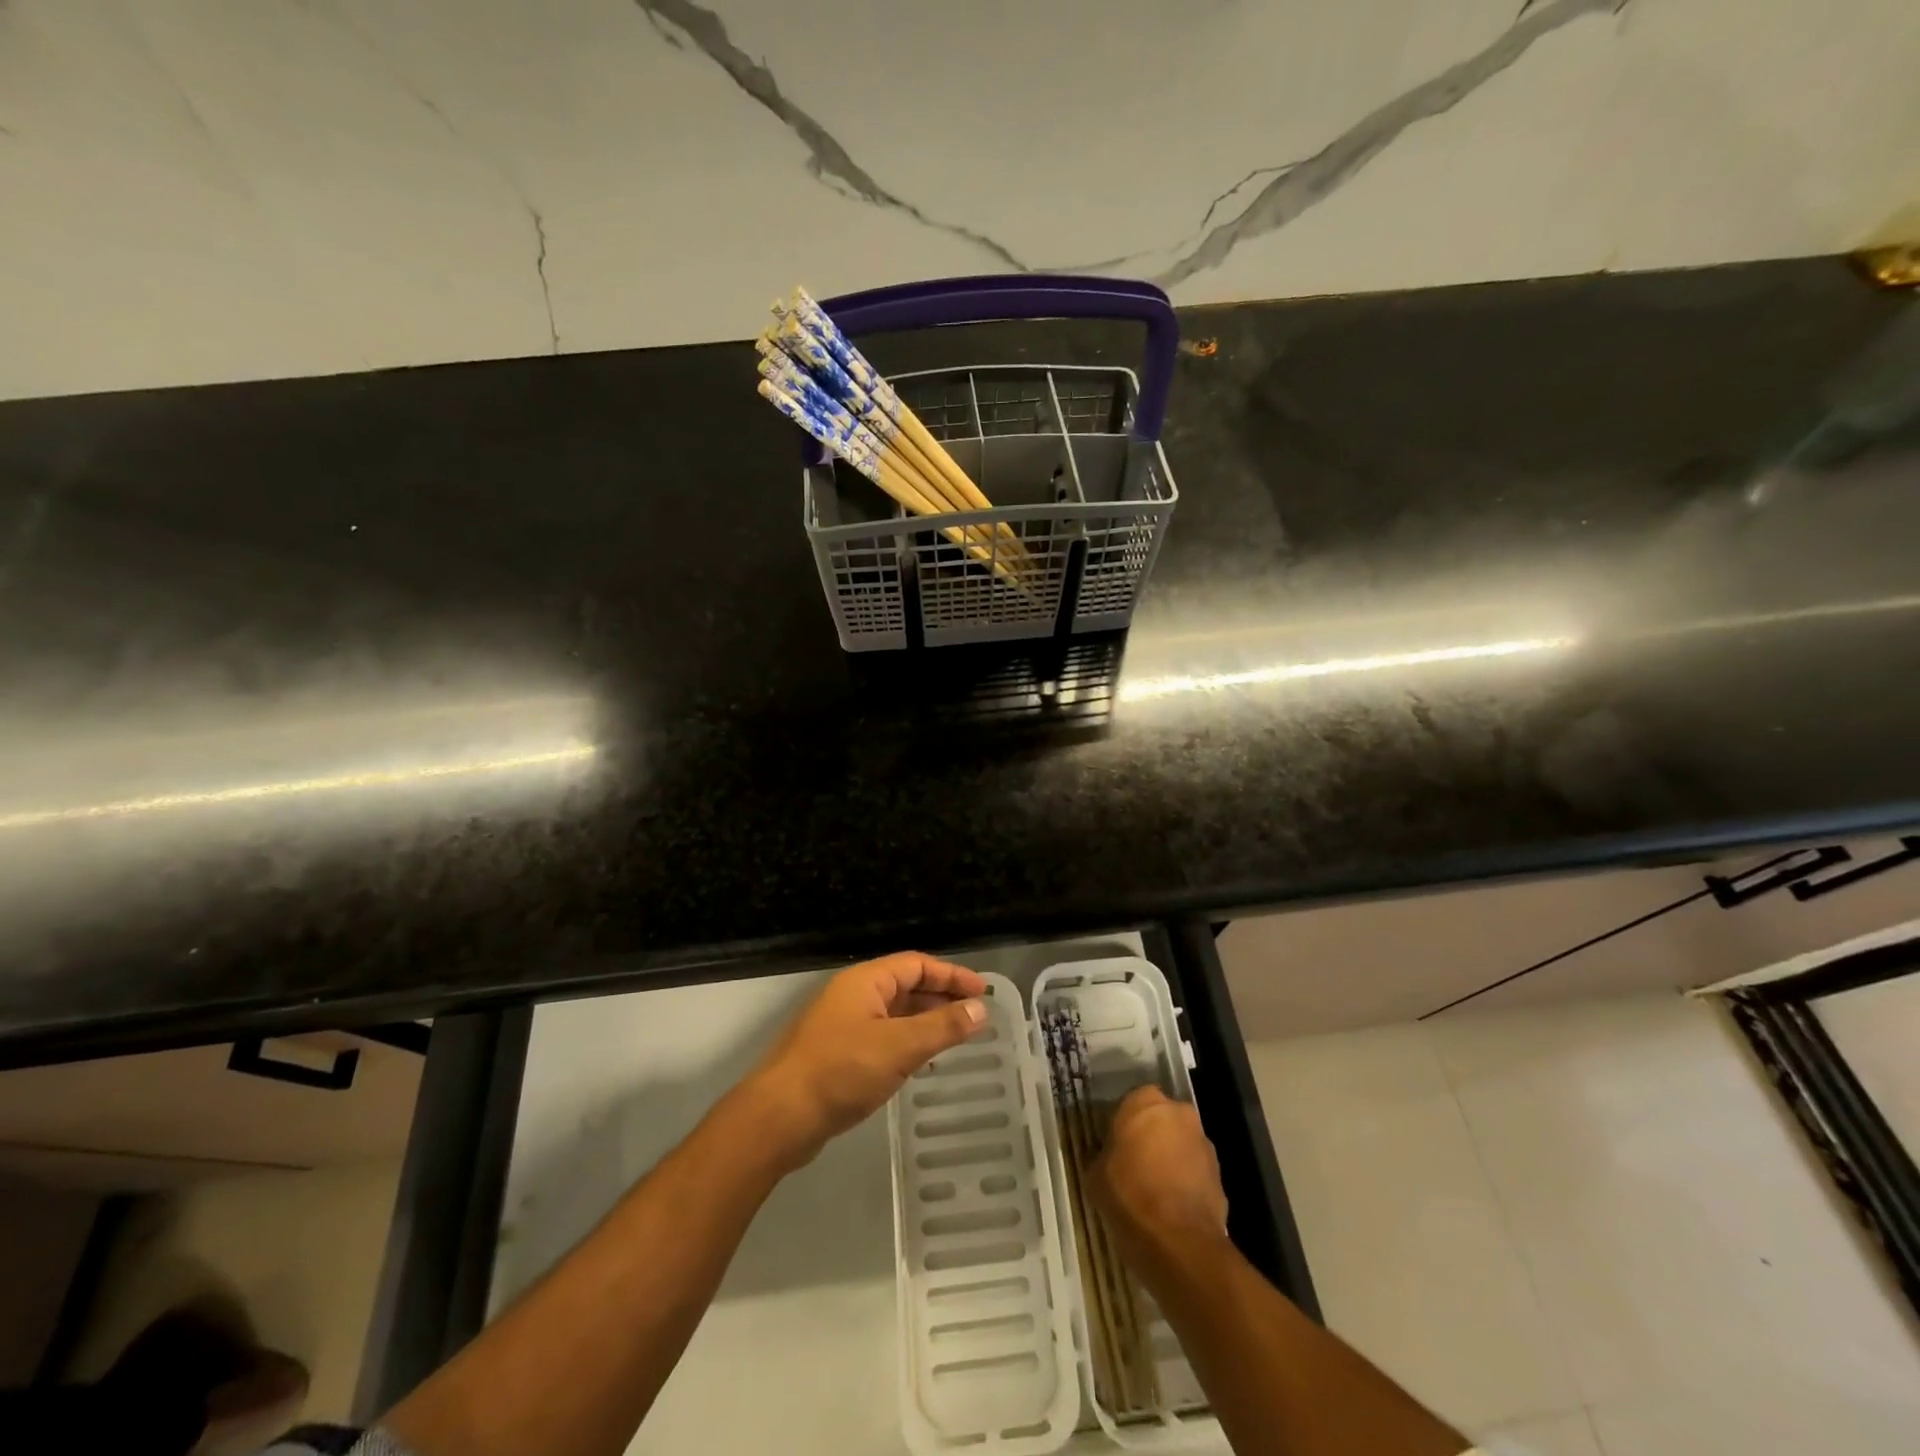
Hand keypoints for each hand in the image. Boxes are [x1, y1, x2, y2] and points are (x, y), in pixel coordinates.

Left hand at [746, 952, 987, 1169]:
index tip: (983, 992)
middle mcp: (852, 995)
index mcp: (865, 981)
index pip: (916, 964)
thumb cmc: (841, 1071)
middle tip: (974, 1016)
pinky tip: (919, 1062)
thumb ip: (942, 1027)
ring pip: (893, 1013)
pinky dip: (906, 1042)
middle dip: (940, 997)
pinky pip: (881, 1036)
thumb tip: (980, 1008)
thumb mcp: (899, 1047)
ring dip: (924, 1021)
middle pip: (904, 985)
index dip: (951, 975)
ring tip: (955, 1037)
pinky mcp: (836, 1054)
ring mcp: (841, 1025)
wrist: (779, 1117)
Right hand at [1091, 1086, 1228, 1260]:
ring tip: (1154, 1191)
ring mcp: (1203, 1143)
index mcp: (1144, 1101)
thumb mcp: (1096, 1174)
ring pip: (1181, 1145)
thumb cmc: (1129, 1195)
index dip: (1123, 1125)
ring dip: (1171, 1159)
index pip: (1131, 1102)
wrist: (1179, 1242)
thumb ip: (1103, 1155)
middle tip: (1134, 1164)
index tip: (1115, 1146)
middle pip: (1161, 1120)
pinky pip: (1195, 1172)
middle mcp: (1178, 1113)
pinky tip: (1171, 1208)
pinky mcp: (1220, 1175)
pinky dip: (1185, 1183)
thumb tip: (1108, 1159)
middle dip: (1151, 1137)